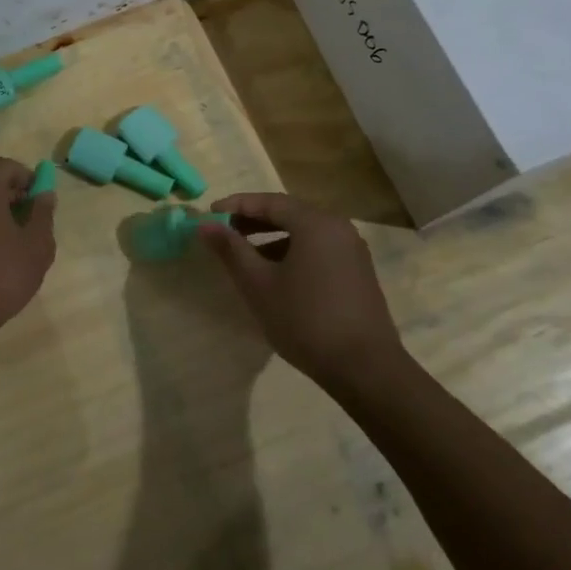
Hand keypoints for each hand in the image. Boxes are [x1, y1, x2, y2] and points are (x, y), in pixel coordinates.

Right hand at [197, 192, 409, 393]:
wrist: (364, 367)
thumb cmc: (305, 320)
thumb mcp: (259, 284)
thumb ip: (231, 250)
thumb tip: (205, 225)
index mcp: (316, 223)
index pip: (269, 201)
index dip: (236, 205)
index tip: (209, 213)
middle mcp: (338, 228)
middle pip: (289, 213)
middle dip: (253, 220)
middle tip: (224, 232)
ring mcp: (352, 250)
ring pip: (304, 233)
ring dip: (271, 238)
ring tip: (245, 257)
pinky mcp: (357, 272)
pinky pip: (318, 249)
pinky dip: (292, 253)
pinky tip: (275, 276)